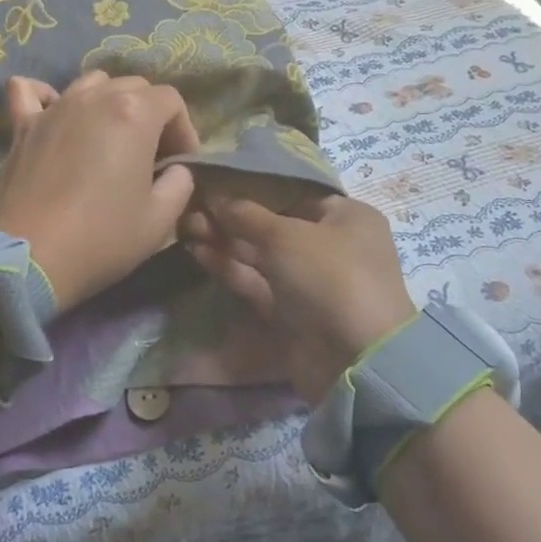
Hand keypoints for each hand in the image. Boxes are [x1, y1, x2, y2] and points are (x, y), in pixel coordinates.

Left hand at [0, 71, 200, 310]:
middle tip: (151, 155)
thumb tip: (175, 169)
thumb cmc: (102, 237)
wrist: (31, 256)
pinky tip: (54, 111)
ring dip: (109, 101)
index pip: (171, 100)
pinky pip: (30, 91)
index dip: (184, 129)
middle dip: (151, 114)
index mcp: (134, 113)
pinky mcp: (22, 124)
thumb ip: (180, 183)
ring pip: (91, 83)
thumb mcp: (160, 219)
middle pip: (134, 86)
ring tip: (110, 136)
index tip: (181, 163)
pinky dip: (45, 95)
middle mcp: (94, 98)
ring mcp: (55, 107)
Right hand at [181, 193, 413, 403]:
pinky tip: (197, 251)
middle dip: (232, 216)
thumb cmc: (329, 275)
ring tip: (186, 226)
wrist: (354, 361)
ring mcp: (309, 280)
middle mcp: (330, 244)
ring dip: (225, 240)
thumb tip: (216, 195)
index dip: (253, 186)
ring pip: (260, 253)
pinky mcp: (290, 310)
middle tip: (191, 205)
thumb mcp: (285, 235)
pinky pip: (256, 281)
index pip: (294, 192)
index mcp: (346, 216)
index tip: (215, 181)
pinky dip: (229, 266)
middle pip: (272, 224)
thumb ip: (246, 214)